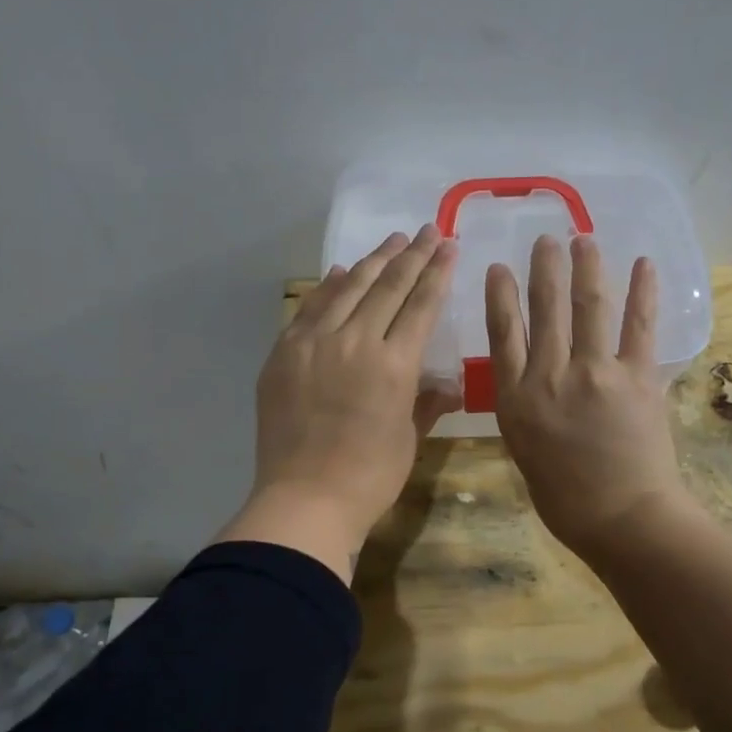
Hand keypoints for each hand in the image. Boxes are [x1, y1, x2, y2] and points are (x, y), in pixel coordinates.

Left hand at [218, 225, 460, 580]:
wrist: (304, 500)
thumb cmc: (369, 478)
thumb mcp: (409, 439)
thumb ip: (426, 401)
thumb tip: (445, 382)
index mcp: (394, 364)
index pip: (420, 305)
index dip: (437, 273)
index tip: (448, 246)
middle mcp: (354, 342)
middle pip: (387, 287)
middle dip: (411, 256)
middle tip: (428, 231)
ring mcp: (313, 344)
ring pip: (347, 289)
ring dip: (372, 262)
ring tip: (392, 242)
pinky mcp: (283, 354)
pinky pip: (309, 309)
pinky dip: (327, 288)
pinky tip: (339, 273)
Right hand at [485, 234, 691, 563]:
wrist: (620, 518)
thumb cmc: (564, 496)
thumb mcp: (523, 449)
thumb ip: (523, 406)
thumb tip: (532, 376)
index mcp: (516, 398)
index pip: (502, 333)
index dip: (499, 295)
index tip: (499, 266)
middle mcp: (550, 376)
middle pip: (543, 309)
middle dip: (543, 268)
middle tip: (545, 239)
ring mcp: (595, 373)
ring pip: (587, 307)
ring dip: (585, 267)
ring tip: (582, 239)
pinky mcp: (638, 377)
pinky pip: (639, 326)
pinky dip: (642, 292)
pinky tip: (642, 264)